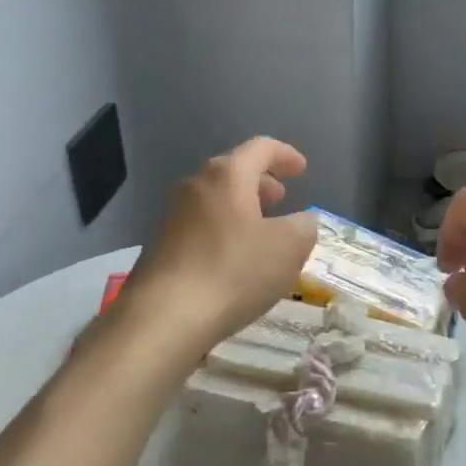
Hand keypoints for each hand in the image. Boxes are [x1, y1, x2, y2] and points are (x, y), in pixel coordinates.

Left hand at [121, 137, 317, 354]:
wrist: (164, 317)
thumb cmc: (233, 271)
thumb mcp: (288, 248)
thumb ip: (304, 227)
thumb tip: (302, 221)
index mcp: (227, 175)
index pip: (260, 148)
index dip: (285, 155)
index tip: (302, 169)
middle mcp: (195, 185)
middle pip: (233, 171)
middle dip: (261, 181)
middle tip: (282, 198)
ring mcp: (172, 215)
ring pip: (215, 199)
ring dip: (242, 207)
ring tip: (262, 230)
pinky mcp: (161, 246)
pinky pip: (201, 224)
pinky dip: (224, 229)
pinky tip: (234, 258)